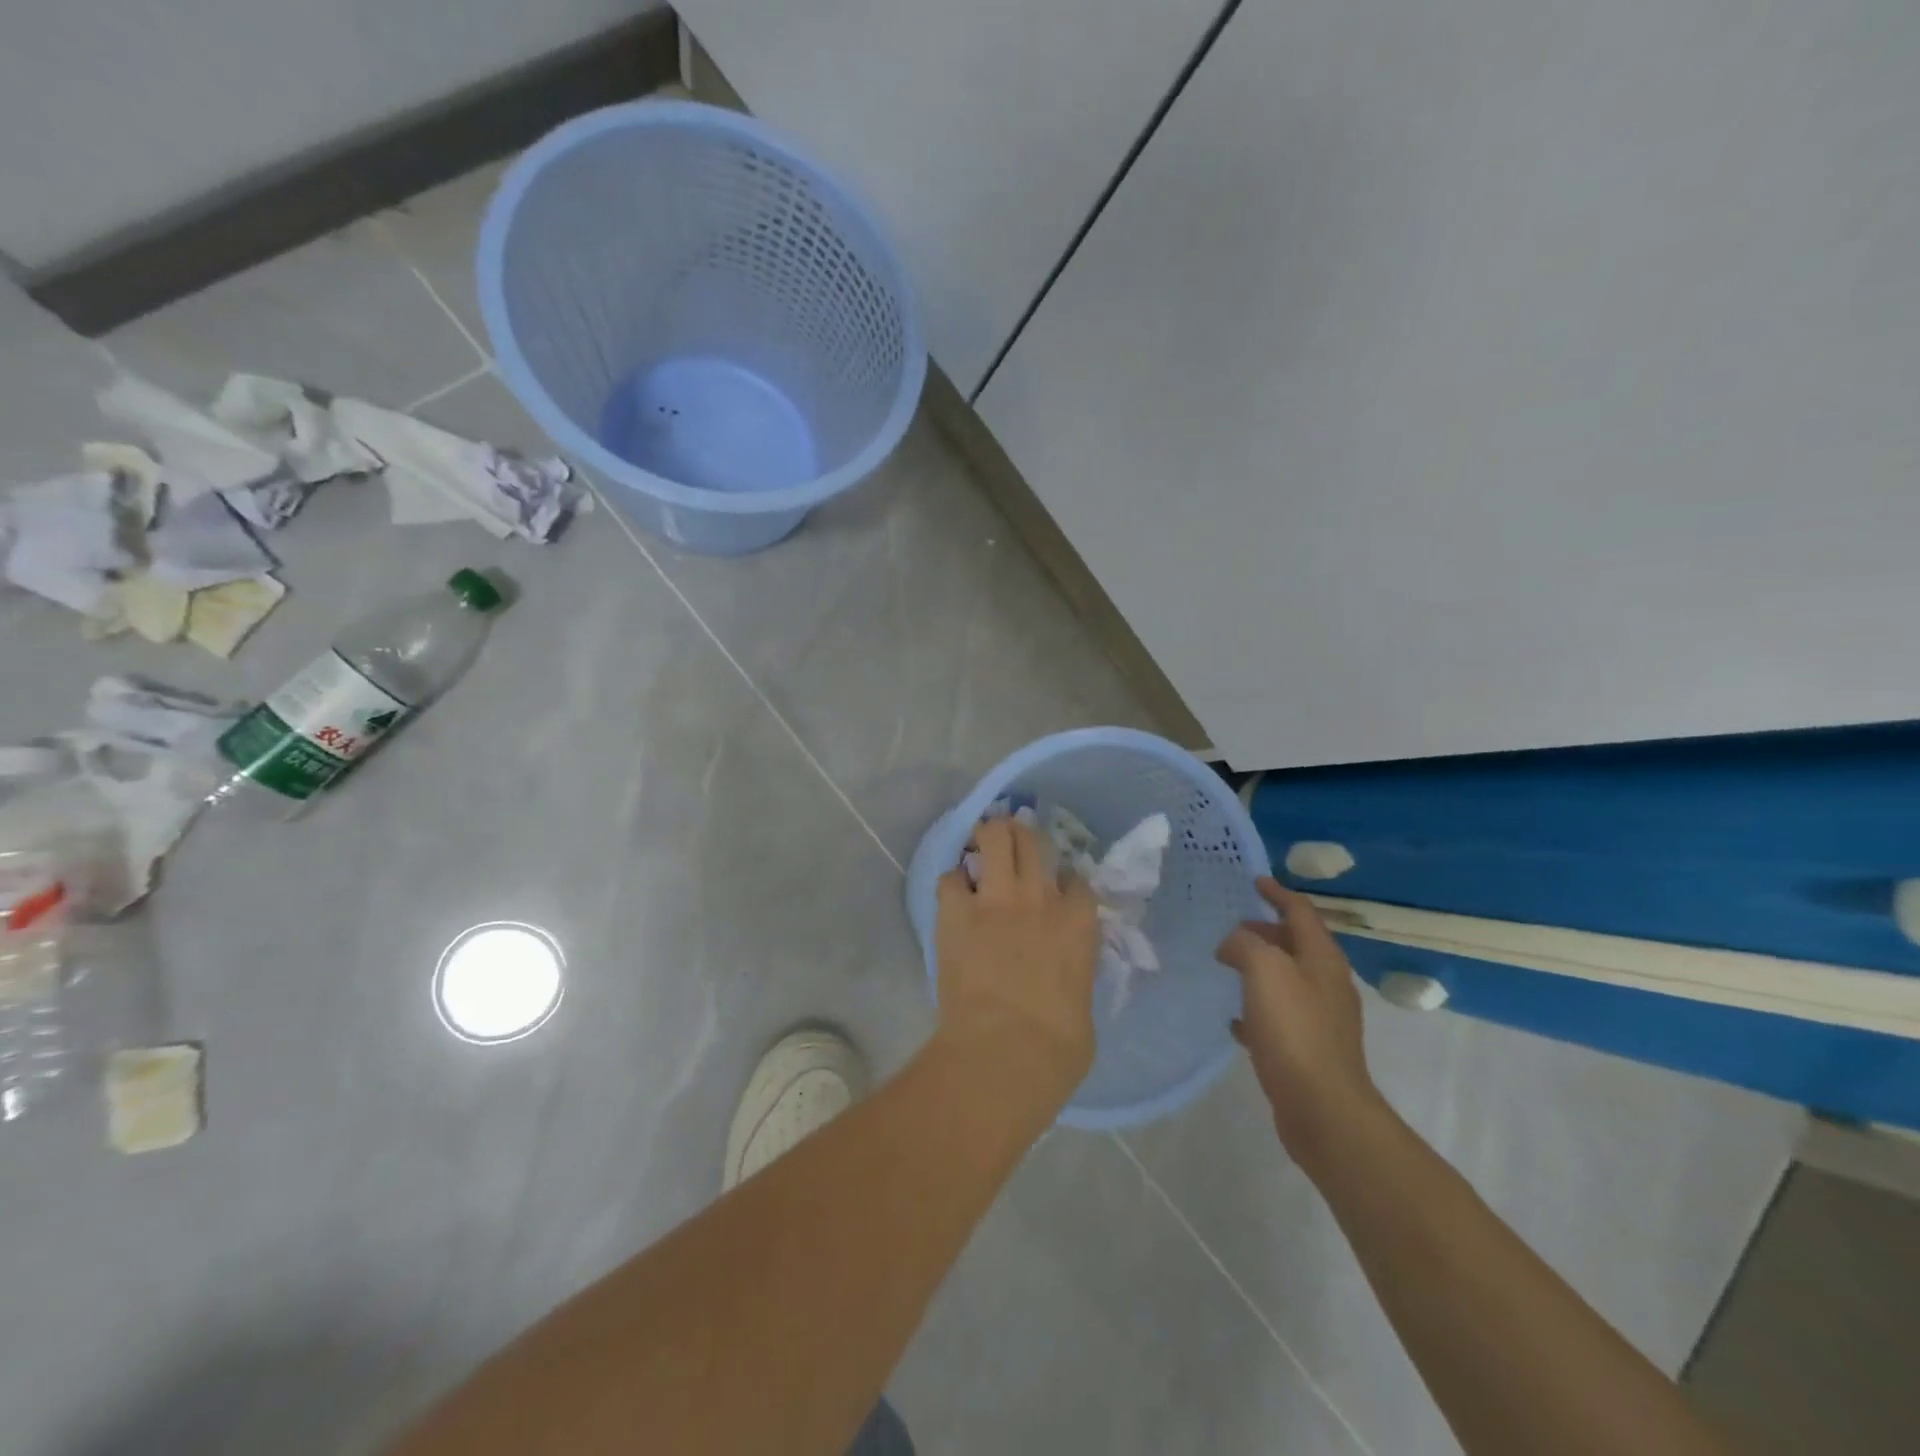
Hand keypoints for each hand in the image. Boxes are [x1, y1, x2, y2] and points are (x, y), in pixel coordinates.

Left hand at [935, 817, 1099, 1101]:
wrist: (1005, 1050)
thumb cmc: (1057, 1047)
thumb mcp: (1083, 1004)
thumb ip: (1074, 973)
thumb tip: (1064, 976)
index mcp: (1078, 923)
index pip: (1077, 879)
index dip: (1065, 878)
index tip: (1058, 885)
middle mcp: (1039, 898)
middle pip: (1034, 842)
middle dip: (1023, 835)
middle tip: (1013, 840)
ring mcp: (996, 900)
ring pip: (995, 839)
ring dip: (988, 835)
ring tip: (982, 837)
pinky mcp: (957, 911)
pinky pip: (951, 877)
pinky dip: (953, 881)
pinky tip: (954, 893)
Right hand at [1216, 878, 1384, 1165]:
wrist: (1322, 1108)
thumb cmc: (1294, 1030)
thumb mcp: (1264, 971)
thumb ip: (1246, 944)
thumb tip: (1234, 942)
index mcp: (1322, 958)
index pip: (1300, 912)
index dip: (1277, 893)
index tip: (1254, 881)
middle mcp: (1327, 983)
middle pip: (1296, 944)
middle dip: (1266, 931)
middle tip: (1234, 927)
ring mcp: (1321, 1019)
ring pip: (1287, 979)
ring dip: (1261, 968)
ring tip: (1229, 966)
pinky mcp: (1309, 1049)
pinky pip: (1279, 1017)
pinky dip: (1258, 1008)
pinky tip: (1235, 1021)